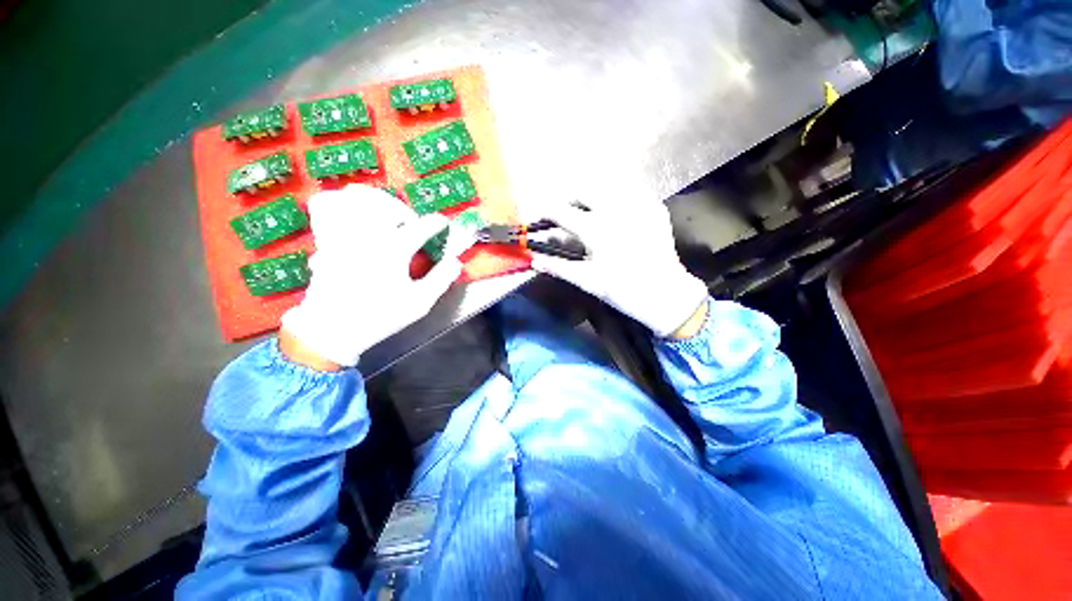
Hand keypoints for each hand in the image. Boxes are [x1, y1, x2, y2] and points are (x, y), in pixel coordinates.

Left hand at [281, 185, 469, 367]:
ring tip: (384, 214)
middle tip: (412, 225)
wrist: (333, 328)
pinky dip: (342, 202)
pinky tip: (353, 213)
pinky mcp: (326, 239)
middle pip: (389, 204)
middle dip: (405, 211)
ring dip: (375, 201)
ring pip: (357, 197)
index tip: (443, 224)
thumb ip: (441, 279)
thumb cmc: (380, 317)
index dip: (437, 223)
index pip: (422, 226)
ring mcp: (344, 233)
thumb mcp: (419, 303)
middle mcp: (368, 235)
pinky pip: (327, 206)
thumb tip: (456, 261)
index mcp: (394, 250)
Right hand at [531, 201, 708, 337]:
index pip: (562, 211)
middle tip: (567, 213)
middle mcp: (615, 209)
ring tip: (590, 211)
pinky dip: (618, 197)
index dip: (547, 212)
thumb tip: (533, 259)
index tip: (541, 216)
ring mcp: (638, 205)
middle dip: (569, 199)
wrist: (665, 294)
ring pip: (608, 186)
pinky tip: (617, 212)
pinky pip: (631, 191)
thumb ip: (558, 267)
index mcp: (596, 228)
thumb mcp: (587, 280)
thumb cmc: (622, 290)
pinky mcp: (654, 207)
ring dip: (593, 195)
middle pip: (583, 190)